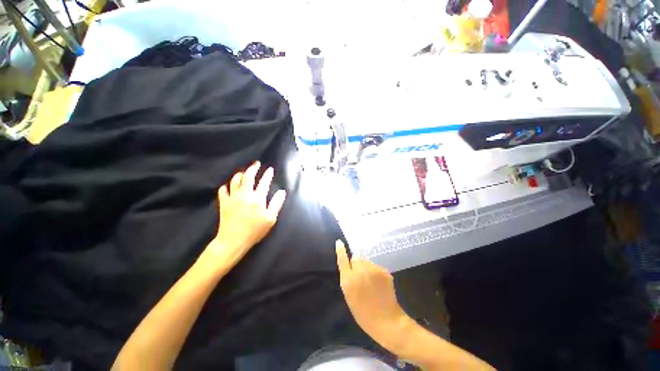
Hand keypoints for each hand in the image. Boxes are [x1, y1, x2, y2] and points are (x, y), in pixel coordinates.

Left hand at [208, 162, 285, 265]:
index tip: (270, 169)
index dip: (267, 174)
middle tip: (256, 163)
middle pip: (248, 177)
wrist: (233, 240)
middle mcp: (245, 195)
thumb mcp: (270, 219)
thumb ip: (276, 204)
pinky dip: (226, 186)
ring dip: (240, 174)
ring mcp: (233, 198)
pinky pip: (223, 190)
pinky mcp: (224, 203)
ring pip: (235, 180)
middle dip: (253, 168)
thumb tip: (282, 192)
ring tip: (244, 172)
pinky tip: (228, 185)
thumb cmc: (255, 231)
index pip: (264, 182)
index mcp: (258, 199)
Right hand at [335, 240, 409, 348]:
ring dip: (367, 267)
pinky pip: (376, 267)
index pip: (342, 260)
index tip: (339, 242)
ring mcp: (373, 270)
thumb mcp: (349, 296)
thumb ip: (348, 279)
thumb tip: (350, 266)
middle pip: (356, 258)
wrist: (387, 321)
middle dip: (357, 264)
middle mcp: (360, 271)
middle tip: (361, 277)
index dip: (340, 250)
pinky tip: (379, 284)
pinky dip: (376, 272)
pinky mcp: (383, 271)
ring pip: (367, 262)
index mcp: (348, 280)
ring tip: (371, 282)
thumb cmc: (363, 313)